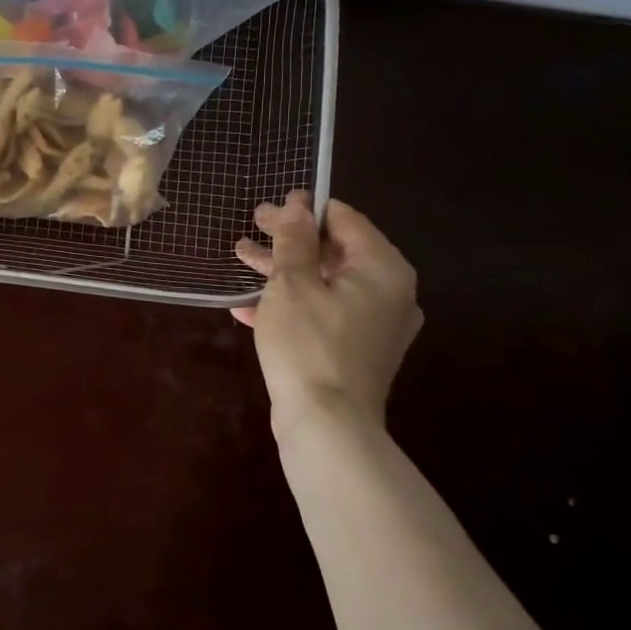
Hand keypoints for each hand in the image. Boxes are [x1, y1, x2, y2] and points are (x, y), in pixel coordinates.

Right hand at [232, 193, 422, 436]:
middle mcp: (389, 292)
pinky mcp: (357, 350)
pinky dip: (292, 304)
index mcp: (382, 269)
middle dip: (288, 240)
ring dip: (283, 271)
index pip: (345, 220)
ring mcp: (375, 325)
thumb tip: (297, 203)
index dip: (304, 209)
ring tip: (241, 257)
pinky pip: (324, 313)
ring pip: (325, 283)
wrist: (327, 426)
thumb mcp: (292, 284)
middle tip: (250, 226)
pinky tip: (248, 307)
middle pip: (334, 251)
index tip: (269, 205)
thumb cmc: (308, 344)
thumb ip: (294, 240)